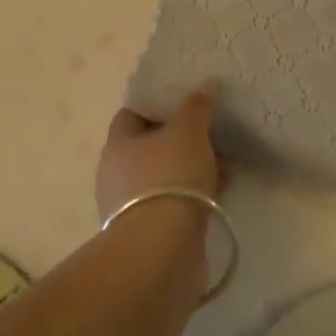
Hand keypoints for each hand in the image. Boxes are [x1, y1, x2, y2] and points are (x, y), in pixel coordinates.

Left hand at [95, 90, 220, 221]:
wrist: (162, 249)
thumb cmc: (170, 177)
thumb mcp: (188, 131)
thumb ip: (196, 106)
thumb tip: (205, 86)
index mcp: (117, 144)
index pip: (132, 113)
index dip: (157, 105)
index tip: (184, 103)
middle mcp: (115, 174)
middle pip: (149, 146)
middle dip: (178, 139)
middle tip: (207, 132)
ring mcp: (128, 207)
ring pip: (162, 176)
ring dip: (187, 169)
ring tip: (220, 163)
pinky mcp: (146, 233)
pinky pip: (170, 202)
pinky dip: (190, 195)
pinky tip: (217, 191)